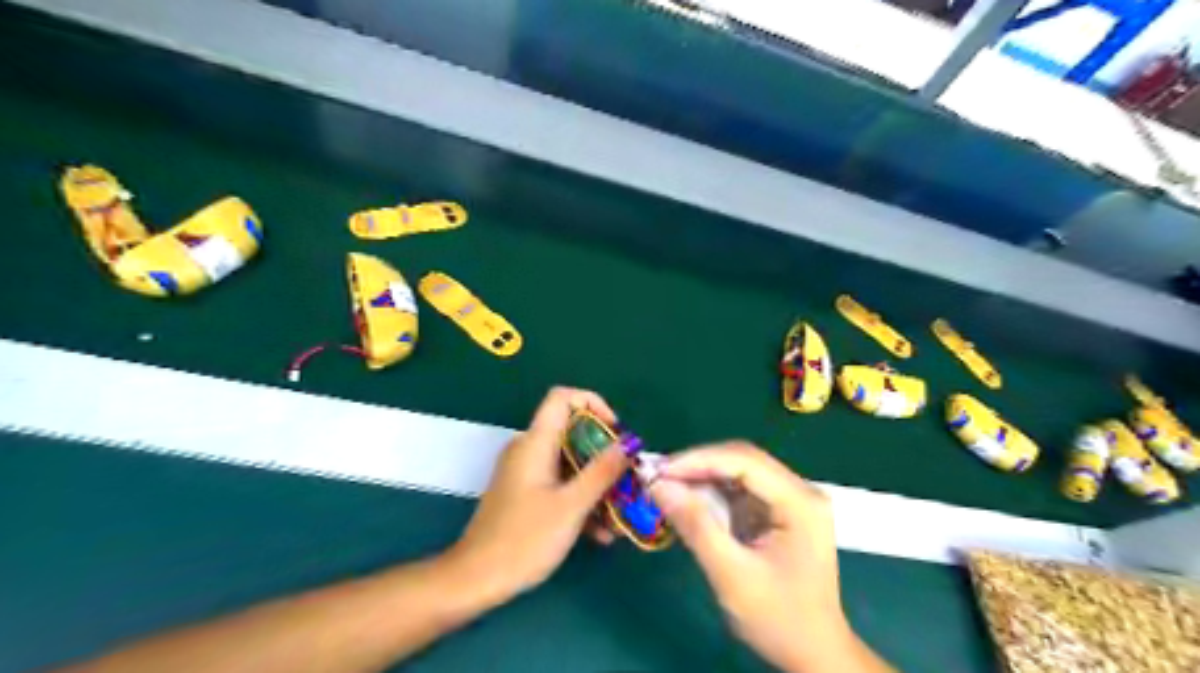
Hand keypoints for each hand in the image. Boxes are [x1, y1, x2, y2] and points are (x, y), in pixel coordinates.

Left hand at [442, 389, 629, 604]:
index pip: (563, 397)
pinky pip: (560, 483)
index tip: (616, 433)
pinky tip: (600, 533)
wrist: (475, 580)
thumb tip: (629, 443)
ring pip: (569, 462)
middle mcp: (529, 449)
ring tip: (620, 514)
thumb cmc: (524, 539)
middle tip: (628, 478)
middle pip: (572, 432)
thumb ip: (602, 472)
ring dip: (596, 483)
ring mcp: (526, 472)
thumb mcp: (571, 506)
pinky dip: (580, 498)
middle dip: (604, 454)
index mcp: (535, 442)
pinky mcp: (525, 494)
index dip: (593, 404)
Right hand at [653, 445, 846, 668]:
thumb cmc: (779, 619)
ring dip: (702, 477)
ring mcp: (791, 500)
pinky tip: (689, 500)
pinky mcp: (779, 511)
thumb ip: (697, 526)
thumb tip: (658, 486)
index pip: (745, 461)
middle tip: (658, 477)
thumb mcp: (732, 575)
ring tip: (667, 486)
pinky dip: (712, 493)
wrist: (813, 654)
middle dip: (698, 466)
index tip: (659, 471)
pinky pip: (740, 489)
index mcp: (800, 501)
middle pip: (742, 460)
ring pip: (739, 472)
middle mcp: (800, 490)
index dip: (699, 460)